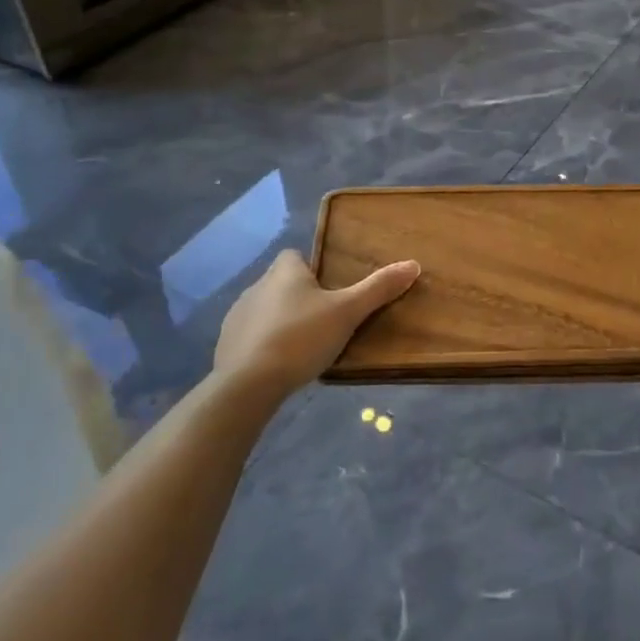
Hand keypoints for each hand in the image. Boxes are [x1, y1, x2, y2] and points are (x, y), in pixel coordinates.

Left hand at [213, 250, 420, 400]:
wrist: (248, 384)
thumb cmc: (301, 338)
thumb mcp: (348, 312)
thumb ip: (378, 289)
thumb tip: (413, 264)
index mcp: (284, 271)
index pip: (295, 256)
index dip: (312, 269)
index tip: (329, 290)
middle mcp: (257, 285)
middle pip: (281, 283)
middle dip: (299, 298)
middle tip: (324, 321)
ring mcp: (237, 315)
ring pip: (265, 310)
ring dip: (280, 321)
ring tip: (303, 347)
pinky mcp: (225, 344)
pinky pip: (250, 337)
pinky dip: (263, 345)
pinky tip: (278, 366)